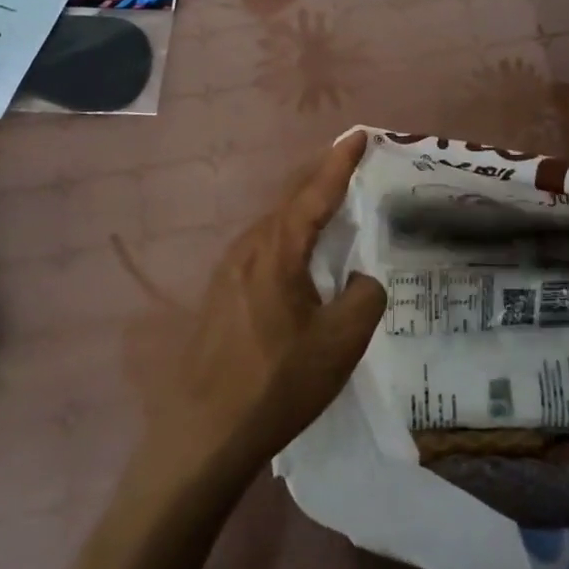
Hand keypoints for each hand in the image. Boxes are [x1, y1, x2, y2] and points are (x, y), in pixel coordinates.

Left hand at [147, 133, 384, 489]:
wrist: (203, 434)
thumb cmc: (277, 382)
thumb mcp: (341, 343)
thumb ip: (365, 297)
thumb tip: (361, 279)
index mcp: (278, 250)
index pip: (315, 191)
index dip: (341, 161)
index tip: (360, 134)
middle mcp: (249, 248)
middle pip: (290, 198)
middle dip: (322, 174)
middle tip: (351, 159)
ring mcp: (228, 270)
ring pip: (274, 222)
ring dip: (303, 205)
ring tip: (331, 199)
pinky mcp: (221, 293)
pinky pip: (263, 245)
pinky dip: (289, 232)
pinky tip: (300, 252)